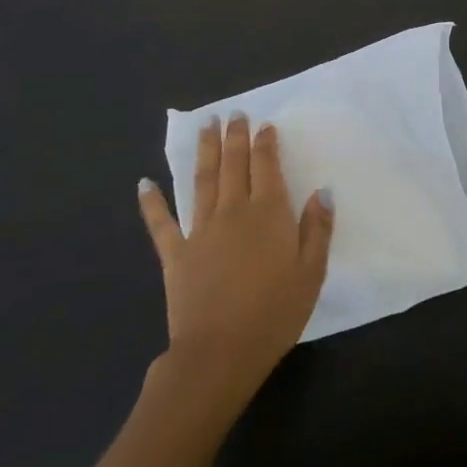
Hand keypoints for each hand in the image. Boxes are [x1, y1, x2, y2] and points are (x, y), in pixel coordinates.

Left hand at [137, 117, 333, 409]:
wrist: (220, 353)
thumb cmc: (274, 313)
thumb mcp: (311, 273)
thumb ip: (318, 229)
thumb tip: (322, 191)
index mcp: (268, 213)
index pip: (266, 166)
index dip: (265, 143)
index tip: (264, 125)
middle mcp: (233, 211)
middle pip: (233, 164)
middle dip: (234, 137)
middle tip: (233, 114)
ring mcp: (200, 230)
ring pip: (202, 180)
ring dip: (204, 151)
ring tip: (205, 126)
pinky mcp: (176, 254)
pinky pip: (161, 223)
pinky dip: (151, 202)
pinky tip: (144, 183)